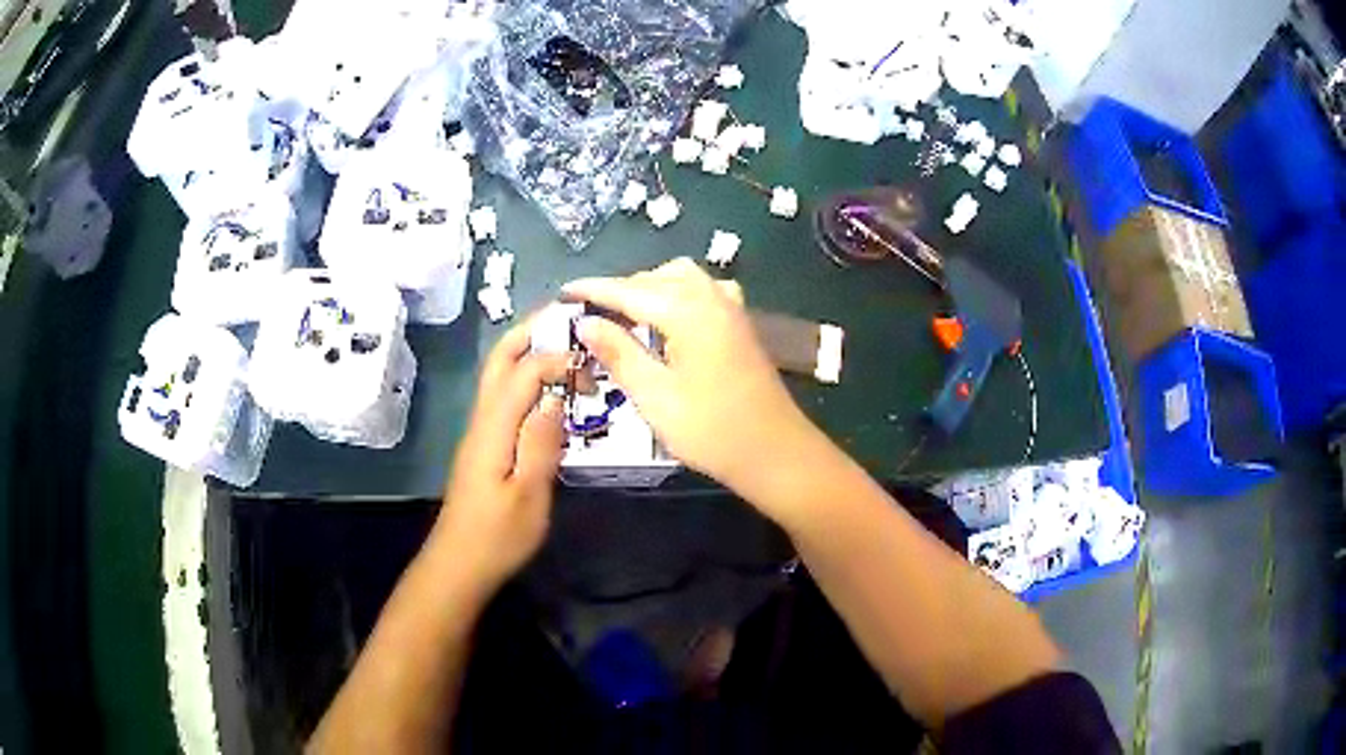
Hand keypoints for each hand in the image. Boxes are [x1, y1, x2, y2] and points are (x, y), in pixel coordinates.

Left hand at [431, 321, 568, 596]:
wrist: (459, 564)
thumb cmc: (497, 536)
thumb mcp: (529, 495)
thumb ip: (542, 442)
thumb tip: (556, 397)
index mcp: (493, 427)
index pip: (524, 371)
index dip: (557, 358)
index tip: (593, 365)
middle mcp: (482, 419)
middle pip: (500, 361)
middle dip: (530, 331)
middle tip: (565, 317)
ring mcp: (481, 432)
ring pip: (499, 376)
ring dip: (527, 352)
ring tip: (562, 343)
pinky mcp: (485, 446)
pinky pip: (505, 398)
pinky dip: (526, 379)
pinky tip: (549, 391)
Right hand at [563, 258, 828, 500]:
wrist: (775, 452)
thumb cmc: (711, 430)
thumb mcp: (654, 396)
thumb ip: (618, 353)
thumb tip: (584, 323)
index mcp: (687, 311)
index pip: (628, 290)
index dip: (593, 290)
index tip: (564, 293)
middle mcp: (711, 297)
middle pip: (656, 276)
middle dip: (621, 289)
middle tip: (592, 315)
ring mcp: (731, 308)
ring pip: (682, 278)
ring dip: (650, 287)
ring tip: (625, 317)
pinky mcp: (740, 323)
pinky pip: (702, 291)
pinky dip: (677, 294)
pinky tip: (668, 321)